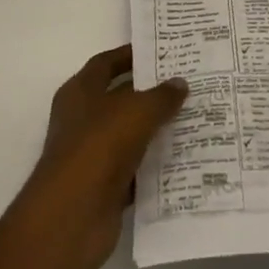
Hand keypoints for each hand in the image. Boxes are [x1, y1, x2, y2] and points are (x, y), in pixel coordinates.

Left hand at [11, 47, 186, 268]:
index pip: (106, 64)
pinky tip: (186, 158)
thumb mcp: (136, 111)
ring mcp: (93, 155)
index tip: (161, 52)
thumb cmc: (98, 147)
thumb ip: (161, 96)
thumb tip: (180, 83)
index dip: (130, 56)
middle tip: (187, 84)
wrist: (72, 216)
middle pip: (120, 99)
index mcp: (80, 93)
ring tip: (195, 118)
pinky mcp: (105, 187)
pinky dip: (156, 166)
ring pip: (131, 135)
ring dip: (157, 130)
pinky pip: (137, 170)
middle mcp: (83, 120)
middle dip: (151, 93)